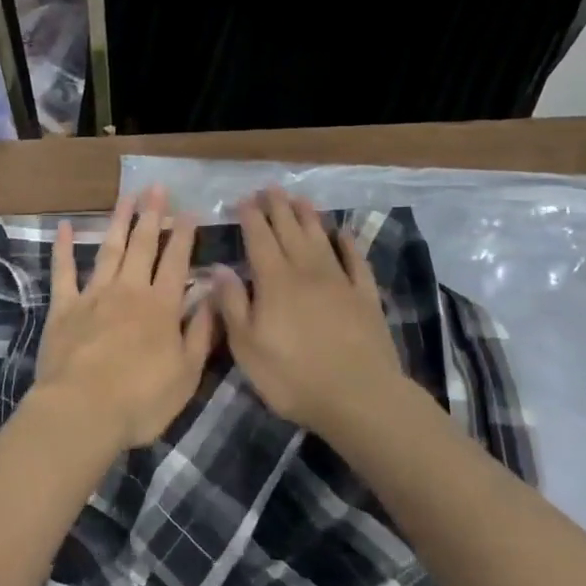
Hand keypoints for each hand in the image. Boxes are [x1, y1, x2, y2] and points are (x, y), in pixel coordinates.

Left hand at [34, 186, 216, 449]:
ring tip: (127, 196)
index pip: (177, 262)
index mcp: (161, 307)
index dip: (184, 235)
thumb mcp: (187, 374)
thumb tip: (214, 295)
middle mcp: (129, 291)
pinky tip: (64, 226)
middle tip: (157, 188)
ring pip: (109, 249)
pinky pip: (63, 271)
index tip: (190, 211)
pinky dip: (64, 248)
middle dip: (152, 215)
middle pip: (143, 246)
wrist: (82, 411)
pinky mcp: (64, 308)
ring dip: (119, 221)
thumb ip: (202, 332)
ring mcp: (94, 295)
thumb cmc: (141, 400)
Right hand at [212, 188, 411, 436]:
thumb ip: (232, 304)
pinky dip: (349, 244)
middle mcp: (306, 271)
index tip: (243, 199)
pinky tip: (344, 234)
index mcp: (274, 281)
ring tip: (299, 199)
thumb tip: (220, 268)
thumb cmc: (293, 376)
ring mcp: (339, 281)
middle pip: (290, 230)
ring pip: (321, 238)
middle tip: (270, 188)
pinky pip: (356, 261)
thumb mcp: (247, 347)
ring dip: (309, 216)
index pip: (259, 239)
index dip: (250, 217)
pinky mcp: (365, 297)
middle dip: (277, 207)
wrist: (359, 397)